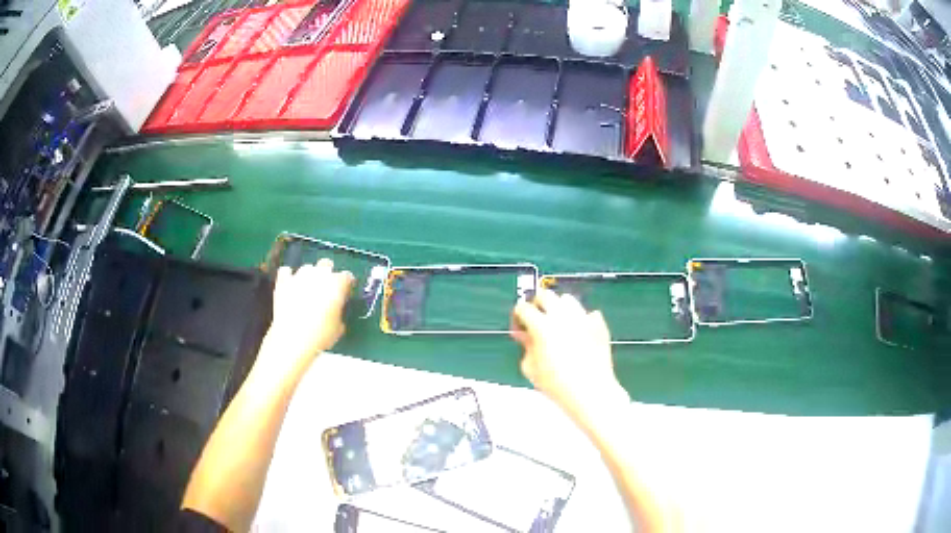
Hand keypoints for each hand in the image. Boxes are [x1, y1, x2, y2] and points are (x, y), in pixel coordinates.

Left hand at [265, 259, 354, 364]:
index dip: (346, 284)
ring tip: (306, 289)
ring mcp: (299, 276)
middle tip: (325, 288)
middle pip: (326, 264)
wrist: (293, 339)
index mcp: (337, 284)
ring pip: (307, 268)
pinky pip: (286, 271)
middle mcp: (319, 274)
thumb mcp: (339, 327)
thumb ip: (339, 311)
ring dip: (309, 276)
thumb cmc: (321, 335)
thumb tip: (335, 308)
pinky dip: (288, 276)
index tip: (345, 293)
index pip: (347, 276)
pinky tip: (289, 285)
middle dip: (327, 273)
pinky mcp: (283, 281)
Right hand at [511, 289, 626, 412]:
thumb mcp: (531, 368)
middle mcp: (562, 316)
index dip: (518, 315)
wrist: (591, 390)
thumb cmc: (556, 384)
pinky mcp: (599, 323)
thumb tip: (524, 335)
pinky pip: (588, 313)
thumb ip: (526, 347)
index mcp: (542, 326)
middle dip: (538, 304)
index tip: (520, 326)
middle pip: (545, 295)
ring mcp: (583, 317)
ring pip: (568, 300)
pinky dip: (582, 320)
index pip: (524, 308)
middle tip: (537, 319)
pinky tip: (580, 333)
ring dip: (560, 308)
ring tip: (559, 324)